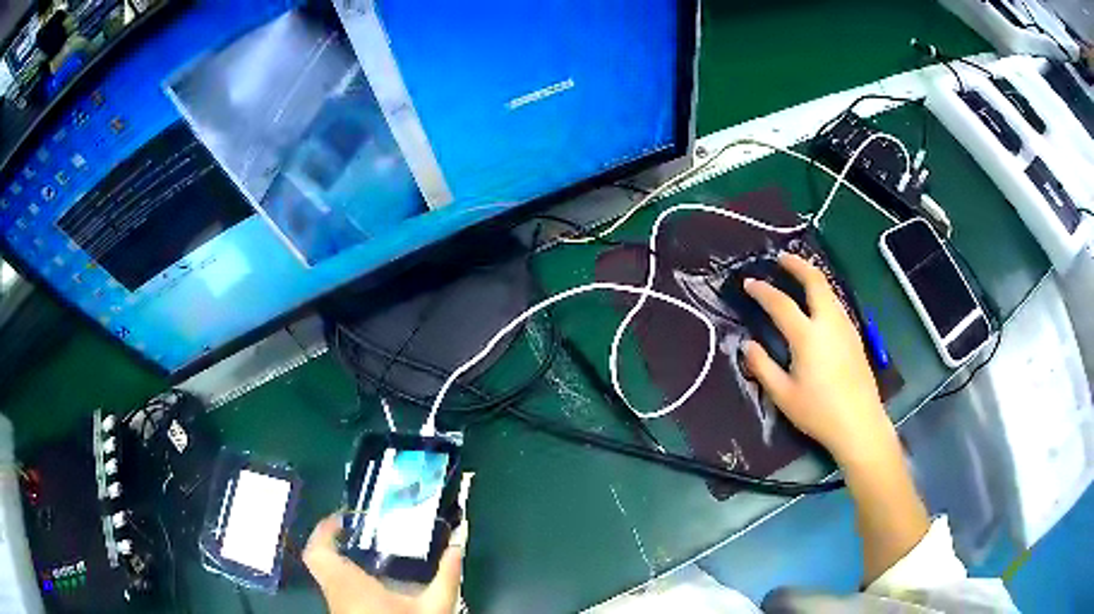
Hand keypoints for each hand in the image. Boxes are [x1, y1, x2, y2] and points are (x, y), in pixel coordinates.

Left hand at [303, 514, 466, 613]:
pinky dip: (344, 577)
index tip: (346, 517)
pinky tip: (370, 579)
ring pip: (325, 574)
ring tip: (364, 548)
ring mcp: (337, 606)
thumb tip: (458, 544)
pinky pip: (335, 588)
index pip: (319, 551)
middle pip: (318, 559)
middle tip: (357, 530)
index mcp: (349, 585)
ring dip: (337, 559)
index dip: (325, 529)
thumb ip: (446, 576)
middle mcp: (336, 594)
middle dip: (331, 541)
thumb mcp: (436, 607)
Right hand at [742, 253, 893, 464]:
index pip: (781, 304)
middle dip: (798, 265)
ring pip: (830, 290)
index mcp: (808, 336)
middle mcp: (829, 323)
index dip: (763, 291)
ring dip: (813, 277)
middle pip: (815, 282)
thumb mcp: (783, 395)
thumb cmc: (819, 412)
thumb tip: (747, 344)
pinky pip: (837, 304)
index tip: (749, 283)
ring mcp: (846, 327)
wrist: (859, 423)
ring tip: (799, 275)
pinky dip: (824, 293)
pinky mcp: (855, 336)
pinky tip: (818, 304)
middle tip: (782, 257)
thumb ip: (762, 366)